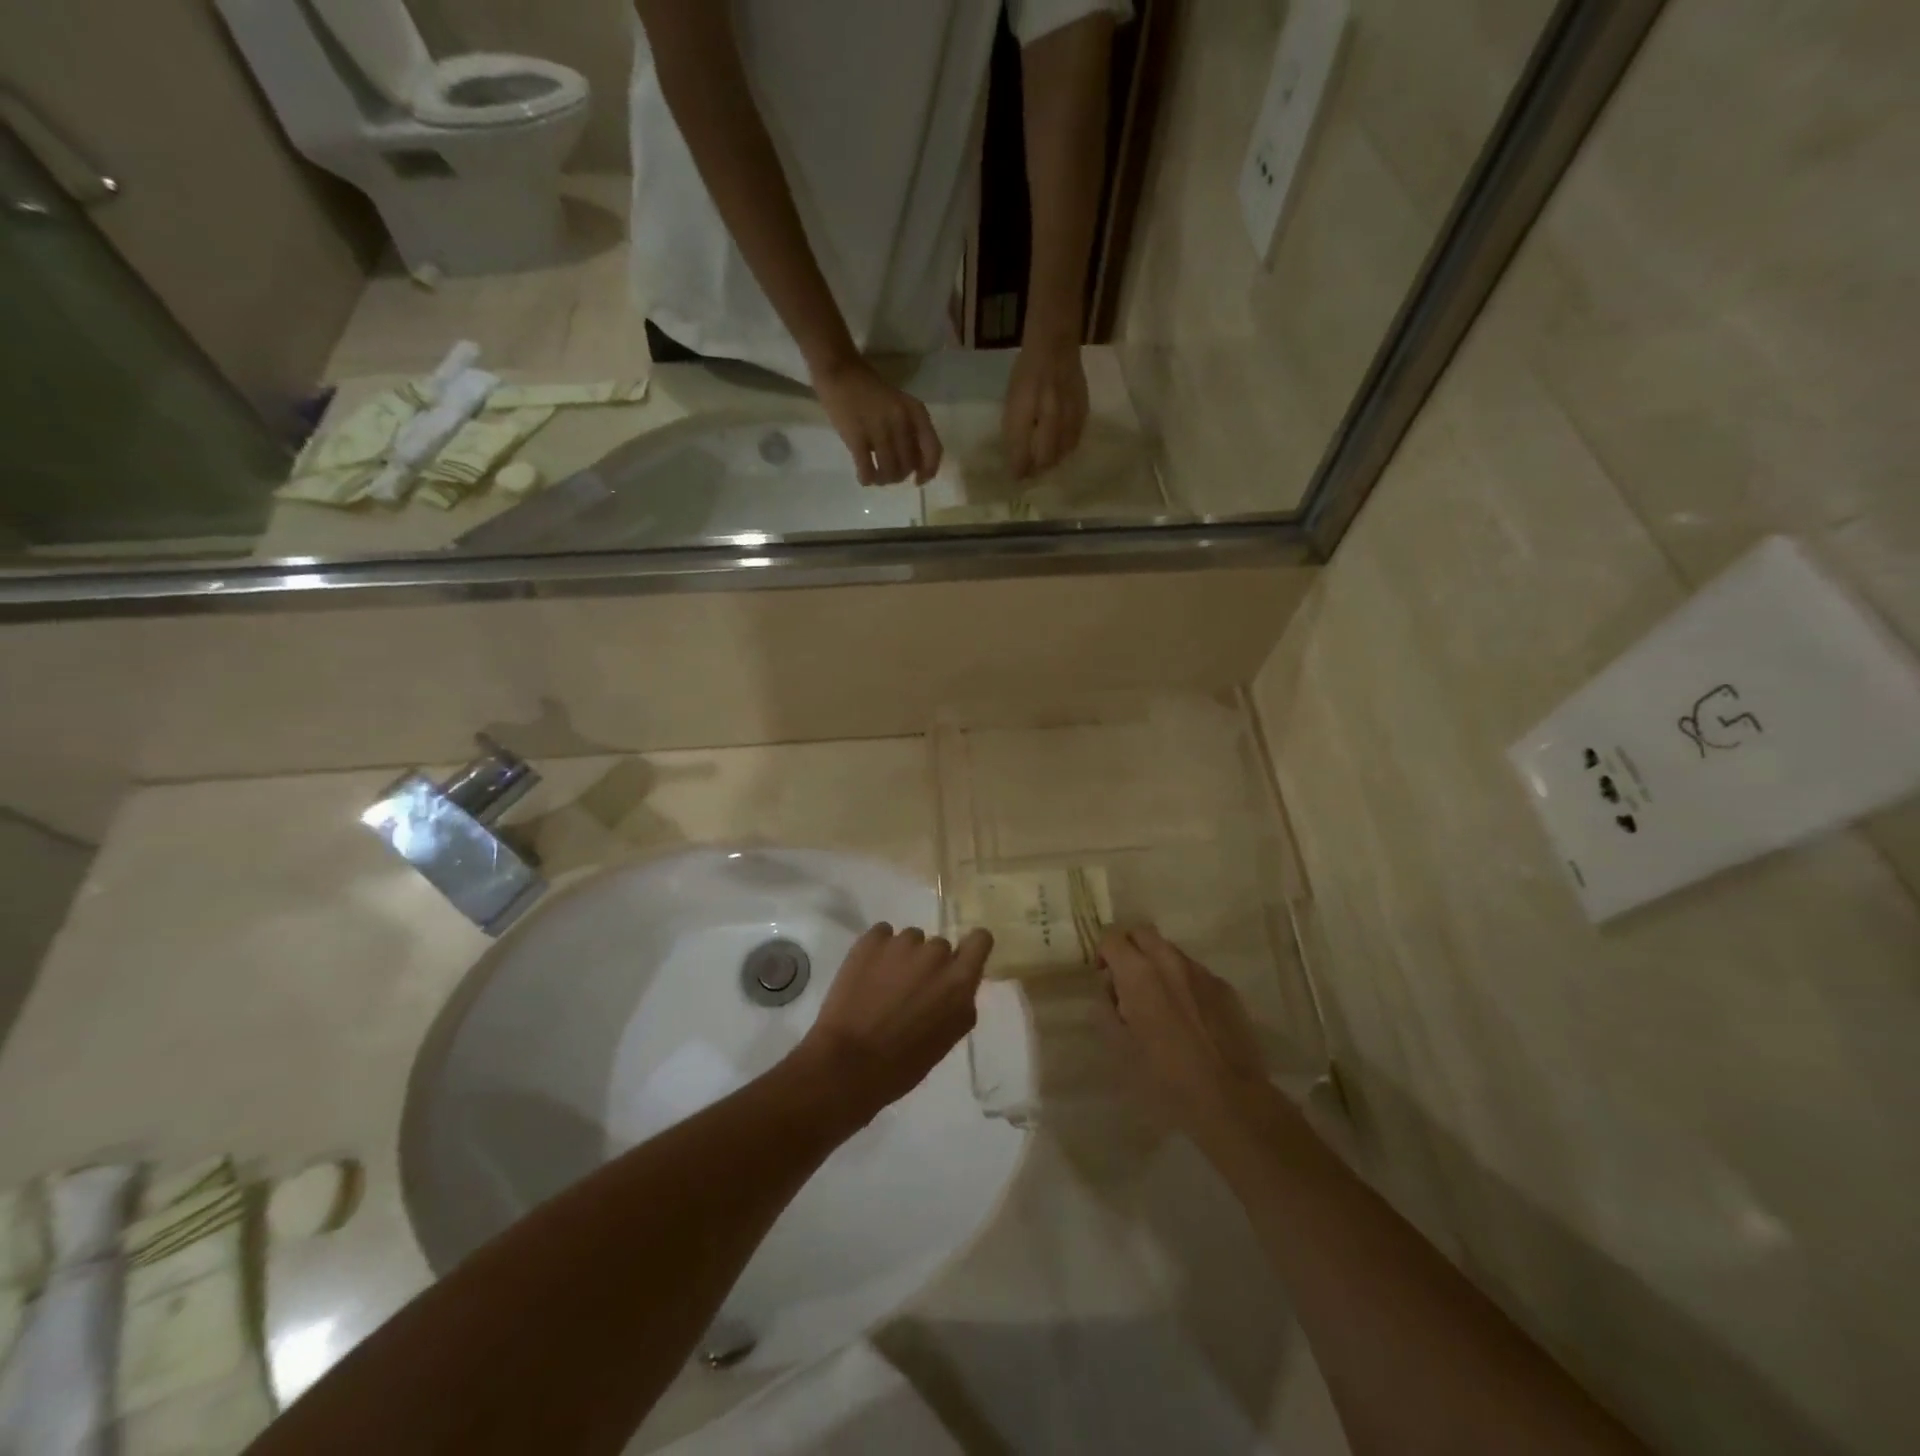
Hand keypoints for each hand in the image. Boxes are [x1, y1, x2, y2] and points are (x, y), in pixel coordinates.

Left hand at [788, 924, 991, 1127]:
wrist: (847, 1063)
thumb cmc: (902, 1064)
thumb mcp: (948, 1039)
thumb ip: (959, 1003)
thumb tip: (956, 986)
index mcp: (959, 981)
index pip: (981, 940)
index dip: (971, 947)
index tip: (959, 961)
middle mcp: (936, 954)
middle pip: (940, 946)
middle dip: (929, 963)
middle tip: (910, 990)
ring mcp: (902, 943)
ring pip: (911, 939)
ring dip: (903, 956)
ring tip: (883, 984)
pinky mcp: (871, 940)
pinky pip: (883, 934)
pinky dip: (878, 949)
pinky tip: (867, 973)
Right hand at [812, 357, 942, 485]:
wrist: (840, 371)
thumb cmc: (871, 391)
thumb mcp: (900, 406)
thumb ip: (911, 431)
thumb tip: (915, 467)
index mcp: (916, 412)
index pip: (933, 450)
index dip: (928, 471)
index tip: (917, 480)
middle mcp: (901, 421)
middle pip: (908, 466)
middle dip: (899, 476)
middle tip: (888, 472)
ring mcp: (879, 429)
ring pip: (890, 472)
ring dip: (883, 480)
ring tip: (876, 477)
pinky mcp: (857, 437)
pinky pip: (867, 470)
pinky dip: (867, 479)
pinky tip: (864, 478)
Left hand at [1002, 335, 1088, 477]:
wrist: (1056, 343)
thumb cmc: (1027, 372)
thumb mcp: (1012, 399)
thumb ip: (1014, 429)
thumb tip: (1018, 459)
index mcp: (1024, 407)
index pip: (1021, 449)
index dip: (1018, 468)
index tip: (1016, 478)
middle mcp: (1047, 412)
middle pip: (1044, 457)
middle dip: (1037, 469)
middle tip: (1031, 473)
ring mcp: (1068, 411)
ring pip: (1061, 452)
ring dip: (1052, 462)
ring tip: (1045, 463)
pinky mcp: (1083, 410)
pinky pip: (1075, 440)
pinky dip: (1066, 449)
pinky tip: (1061, 449)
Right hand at [1099, 926, 1268, 1140]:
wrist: (1230, 1099)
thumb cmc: (1165, 1077)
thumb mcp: (1120, 1047)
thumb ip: (1107, 1009)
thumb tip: (1112, 991)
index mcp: (1138, 973)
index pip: (1111, 937)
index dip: (1103, 953)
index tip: (1105, 979)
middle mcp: (1170, 961)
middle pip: (1142, 932)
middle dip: (1130, 949)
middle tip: (1127, 982)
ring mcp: (1202, 972)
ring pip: (1170, 952)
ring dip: (1158, 966)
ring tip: (1160, 1004)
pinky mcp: (1225, 988)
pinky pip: (1196, 973)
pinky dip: (1184, 984)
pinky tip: (1189, 1019)